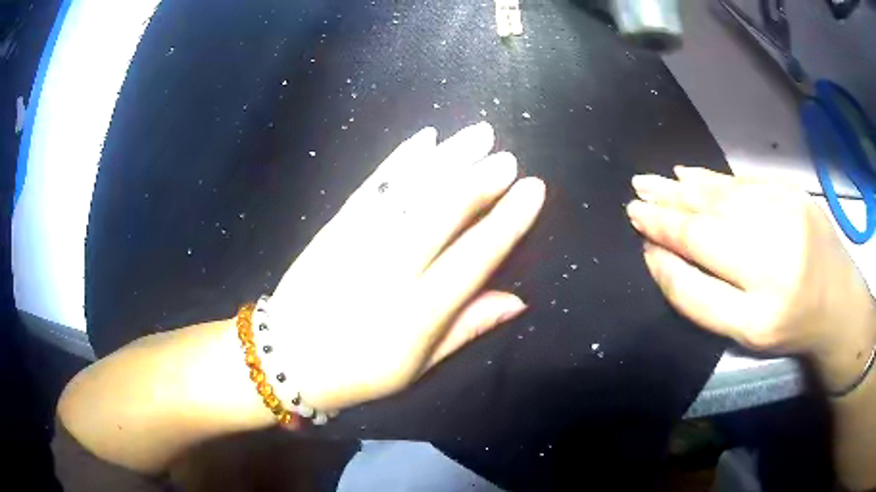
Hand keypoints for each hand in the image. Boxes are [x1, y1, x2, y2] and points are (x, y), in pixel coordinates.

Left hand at [269, 122, 544, 409]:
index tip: (533, 189)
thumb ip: (466, 329)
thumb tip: (518, 300)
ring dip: (448, 158)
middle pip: (442, 213)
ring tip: (479, 134)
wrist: (286, 356)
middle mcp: (390, 270)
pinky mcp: (335, 226)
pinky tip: (425, 138)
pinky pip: (373, 186)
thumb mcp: (416, 368)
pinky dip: (402, 159)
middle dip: (479, 179)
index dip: (507, 221)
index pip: (473, 258)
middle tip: (507, 157)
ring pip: (411, 191)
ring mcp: (358, 241)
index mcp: (416, 313)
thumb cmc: (357, 371)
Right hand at [626, 167, 874, 389]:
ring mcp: (788, 218)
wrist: (839, 301)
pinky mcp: (794, 194)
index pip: (700, 278)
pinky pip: (744, 184)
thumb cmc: (790, 325)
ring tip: (653, 181)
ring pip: (724, 199)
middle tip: (635, 195)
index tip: (639, 233)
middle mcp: (776, 260)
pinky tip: (689, 174)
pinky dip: (712, 179)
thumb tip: (661, 256)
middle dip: (667, 211)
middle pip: (710, 229)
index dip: (667, 251)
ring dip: (683, 189)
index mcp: (762, 311)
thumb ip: (701, 299)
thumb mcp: (745, 333)